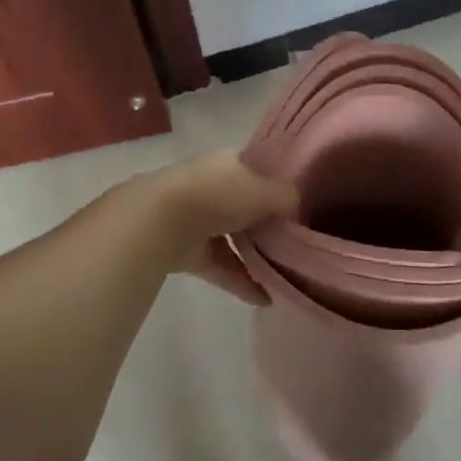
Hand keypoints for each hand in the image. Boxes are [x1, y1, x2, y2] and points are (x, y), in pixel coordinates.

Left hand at [135, 149, 297, 304]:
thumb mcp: (265, 191)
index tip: (298, 208)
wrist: (161, 222)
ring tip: (283, 274)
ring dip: (255, 255)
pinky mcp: (187, 251)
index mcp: (230, 162)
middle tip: (294, 244)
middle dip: (266, 224)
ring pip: (233, 237)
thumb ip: (286, 198)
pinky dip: (240, 281)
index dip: (277, 188)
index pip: (258, 171)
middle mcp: (213, 186)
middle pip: (246, 205)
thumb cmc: (219, 195)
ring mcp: (197, 219)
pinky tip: (265, 298)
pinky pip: (221, 266)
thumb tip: (296, 210)